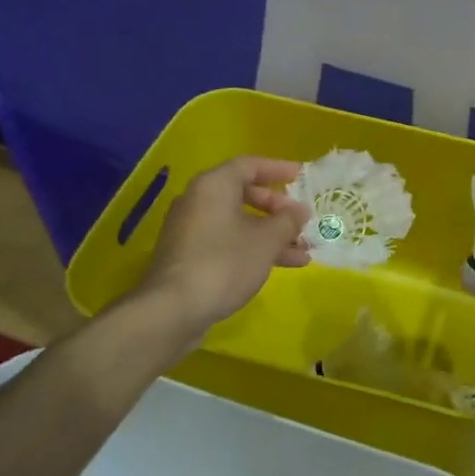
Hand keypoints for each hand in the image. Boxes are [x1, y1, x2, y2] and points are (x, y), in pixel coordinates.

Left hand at [136, 157, 309, 331]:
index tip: (301, 176)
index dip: (278, 169)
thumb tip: (300, 210)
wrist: (172, 311)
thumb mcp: (267, 240)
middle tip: (300, 220)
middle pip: (244, 194)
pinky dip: (253, 248)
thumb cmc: (224, 263)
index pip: (249, 165)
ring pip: (239, 223)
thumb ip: (288, 220)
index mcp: (214, 186)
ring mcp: (191, 230)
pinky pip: (228, 242)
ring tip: (302, 251)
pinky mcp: (189, 257)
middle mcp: (198, 201)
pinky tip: (280, 266)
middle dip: (277, 208)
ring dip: (271, 234)